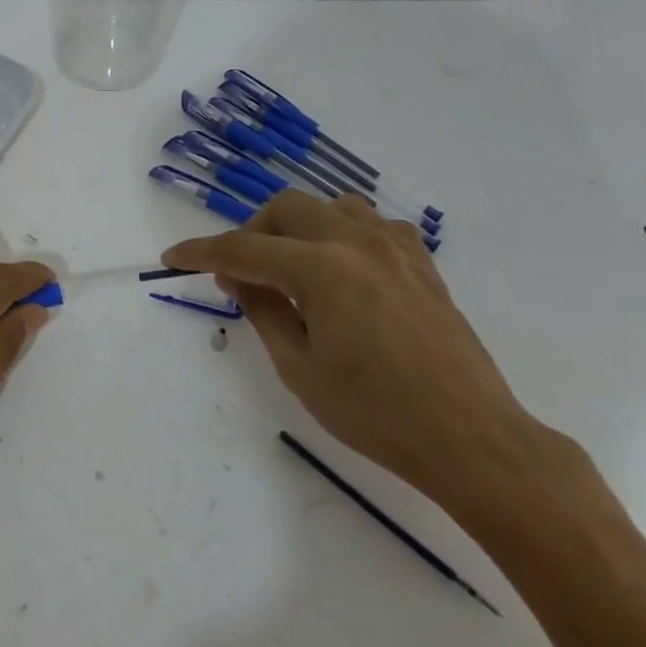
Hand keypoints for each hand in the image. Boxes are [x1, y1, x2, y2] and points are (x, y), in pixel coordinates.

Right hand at [165, 191, 538, 514]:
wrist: (473, 440)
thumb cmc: (377, 415)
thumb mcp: (300, 370)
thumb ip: (263, 311)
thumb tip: (239, 277)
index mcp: (322, 269)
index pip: (244, 249)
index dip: (201, 252)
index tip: (172, 258)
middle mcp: (356, 242)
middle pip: (285, 208)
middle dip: (252, 233)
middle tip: (242, 274)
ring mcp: (394, 247)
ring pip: (329, 205)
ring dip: (298, 227)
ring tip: (292, 268)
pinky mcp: (420, 262)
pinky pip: (371, 224)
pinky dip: (343, 234)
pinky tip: (343, 268)